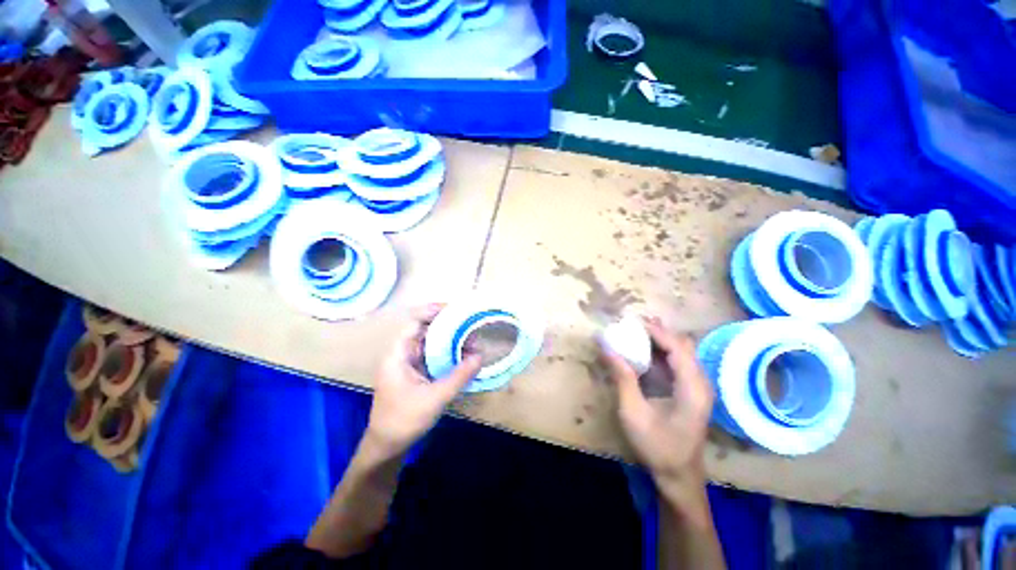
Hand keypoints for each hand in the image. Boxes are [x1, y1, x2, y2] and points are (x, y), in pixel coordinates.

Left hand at [364, 305, 481, 459]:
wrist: (387, 447)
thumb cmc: (404, 420)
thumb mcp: (435, 397)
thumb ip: (459, 376)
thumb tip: (480, 356)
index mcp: (398, 355)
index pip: (415, 323)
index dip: (433, 312)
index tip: (455, 309)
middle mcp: (402, 355)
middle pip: (425, 332)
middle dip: (448, 327)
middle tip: (470, 325)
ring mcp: (409, 365)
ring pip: (431, 345)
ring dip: (450, 341)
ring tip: (471, 339)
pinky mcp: (416, 375)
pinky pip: (433, 357)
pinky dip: (447, 354)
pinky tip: (463, 355)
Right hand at [600, 317, 713, 502]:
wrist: (678, 476)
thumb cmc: (656, 446)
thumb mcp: (633, 412)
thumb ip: (622, 377)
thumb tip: (606, 347)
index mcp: (692, 388)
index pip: (678, 348)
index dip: (656, 332)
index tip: (633, 321)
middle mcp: (700, 382)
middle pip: (683, 345)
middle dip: (658, 331)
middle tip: (632, 324)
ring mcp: (697, 387)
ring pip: (681, 352)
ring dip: (659, 340)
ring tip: (635, 331)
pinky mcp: (690, 391)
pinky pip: (677, 362)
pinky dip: (660, 352)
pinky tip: (643, 351)